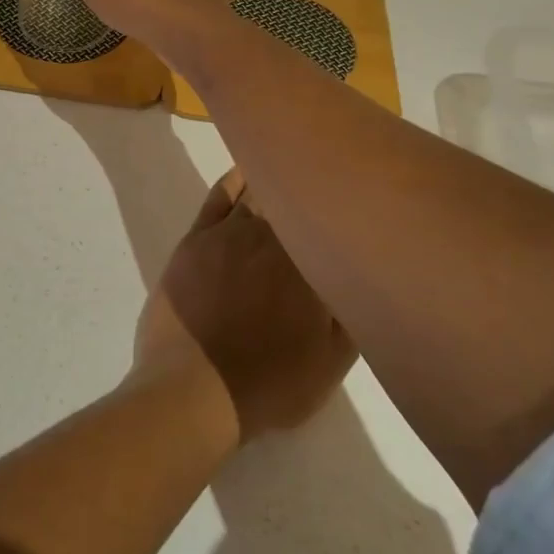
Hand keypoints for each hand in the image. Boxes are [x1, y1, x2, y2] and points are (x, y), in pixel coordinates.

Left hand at [135, 169, 357, 443]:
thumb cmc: (270, 382)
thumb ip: (350, 309)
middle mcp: (271, 236)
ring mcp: (228, 233)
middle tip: (325, 176)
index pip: (330, 218)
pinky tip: (248, 170)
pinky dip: (236, 179)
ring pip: (258, 191)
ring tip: (293, 164)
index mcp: (309, 262)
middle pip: (294, 197)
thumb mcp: (332, 361)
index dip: (342, 204)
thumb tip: (359, 270)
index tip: (355, 194)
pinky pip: (220, 196)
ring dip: (277, 178)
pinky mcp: (195, 238)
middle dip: (311, 186)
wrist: (194, 389)